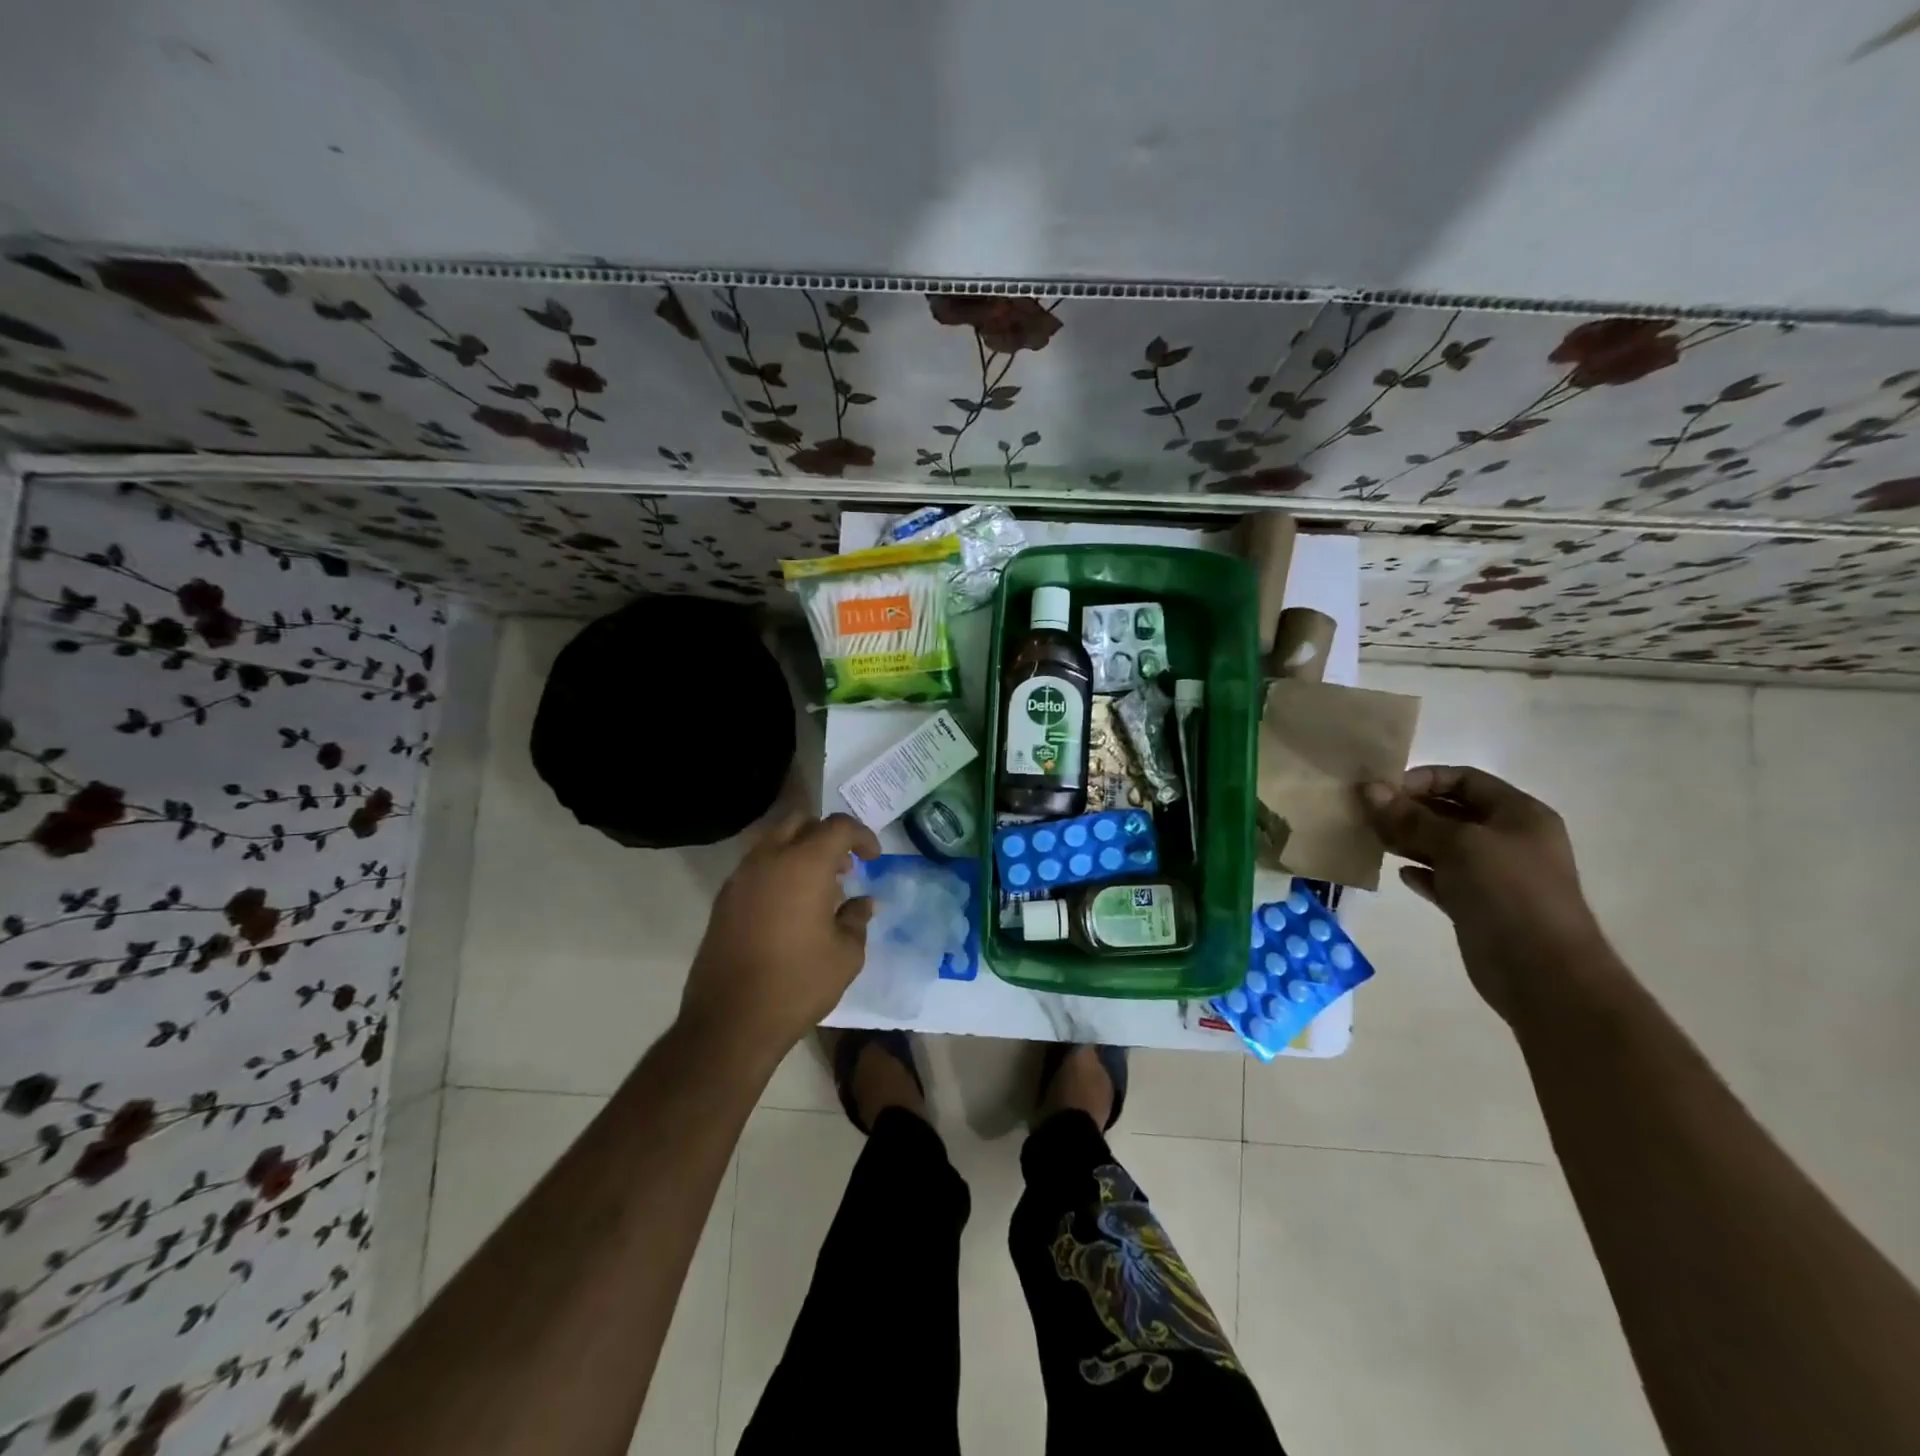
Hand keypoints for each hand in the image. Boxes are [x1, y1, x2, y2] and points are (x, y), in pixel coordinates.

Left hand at [680, 812, 879, 1064]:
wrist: (731, 1021)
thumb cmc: (798, 983)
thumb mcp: (846, 955)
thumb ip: (857, 919)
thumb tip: (863, 902)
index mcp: (804, 864)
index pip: (838, 827)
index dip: (862, 836)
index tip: (873, 859)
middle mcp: (768, 859)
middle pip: (800, 821)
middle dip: (826, 835)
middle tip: (843, 866)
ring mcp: (740, 877)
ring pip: (773, 840)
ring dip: (799, 850)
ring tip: (818, 886)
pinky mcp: (724, 900)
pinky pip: (756, 866)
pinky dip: (777, 870)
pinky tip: (790, 907)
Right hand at [1359, 765, 1613, 1021]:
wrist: (1542, 972)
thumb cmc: (1508, 892)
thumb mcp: (1458, 844)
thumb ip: (1411, 817)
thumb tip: (1368, 788)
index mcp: (1518, 814)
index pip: (1466, 780)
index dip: (1425, 779)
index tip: (1385, 791)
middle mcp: (1509, 839)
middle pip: (1452, 812)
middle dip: (1410, 810)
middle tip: (1368, 815)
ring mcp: (1495, 875)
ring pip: (1443, 846)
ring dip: (1409, 841)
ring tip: (1374, 841)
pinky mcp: (1478, 905)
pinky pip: (1443, 879)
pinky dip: (1421, 873)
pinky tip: (1399, 875)